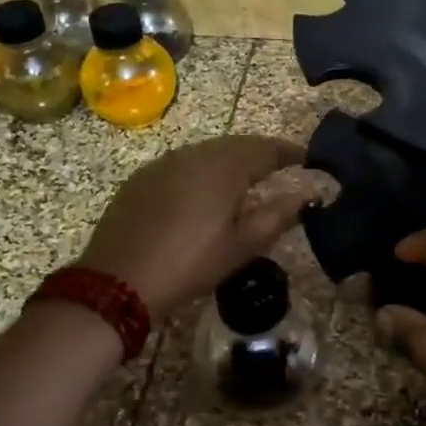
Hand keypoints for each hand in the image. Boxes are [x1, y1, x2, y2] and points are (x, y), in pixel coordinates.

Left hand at [79, 135, 307, 315]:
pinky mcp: (142, 178)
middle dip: (261, 154)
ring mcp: (164, 163)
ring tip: (247, 180)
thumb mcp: (241, 246)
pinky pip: (183, 164)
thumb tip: (308, 196)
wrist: (118, 280)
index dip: (289, 153)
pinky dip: (203, 170)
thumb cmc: (189, 263)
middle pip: (237, 145)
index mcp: (223, 166)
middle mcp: (194, 154)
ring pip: (208, 152)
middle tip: (281, 169)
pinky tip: (204, 192)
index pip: (266, 148)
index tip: (308, 160)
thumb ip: (277, 216)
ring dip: (231, 160)